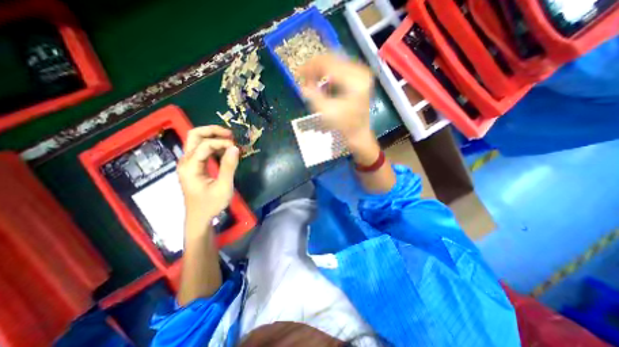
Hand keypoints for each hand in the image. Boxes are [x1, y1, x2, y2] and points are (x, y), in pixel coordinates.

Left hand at [178, 124, 239, 235]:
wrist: (199, 217)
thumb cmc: (211, 204)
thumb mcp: (223, 187)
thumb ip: (228, 166)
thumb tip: (235, 147)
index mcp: (190, 166)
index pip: (204, 145)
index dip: (222, 143)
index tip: (236, 148)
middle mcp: (185, 161)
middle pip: (194, 135)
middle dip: (212, 131)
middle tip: (230, 134)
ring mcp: (188, 163)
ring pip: (196, 140)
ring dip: (213, 136)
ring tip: (229, 140)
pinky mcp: (194, 166)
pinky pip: (201, 149)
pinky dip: (213, 145)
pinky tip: (224, 149)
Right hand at [298, 54, 371, 142]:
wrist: (358, 133)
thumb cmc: (344, 125)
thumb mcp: (326, 112)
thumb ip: (313, 96)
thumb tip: (302, 84)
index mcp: (355, 80)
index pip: (329, 63)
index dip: (311, 66)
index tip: (298, 73)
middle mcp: (361, 72)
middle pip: (333, 59)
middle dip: (315, 67)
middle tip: (302, 76)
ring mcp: (361, 73)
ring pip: (335, 62)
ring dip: (321, 70)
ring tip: (310, 79)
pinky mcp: (359, 77)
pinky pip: (340, 68)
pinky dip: (328, 73)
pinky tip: (321, 81)